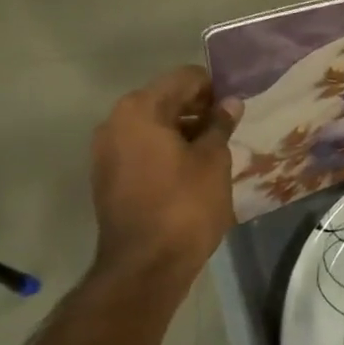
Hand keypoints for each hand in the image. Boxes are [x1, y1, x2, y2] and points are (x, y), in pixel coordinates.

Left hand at [89, 66, 240, 283]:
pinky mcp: (107, 177)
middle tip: (230, 127)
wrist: (146, 265)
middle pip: (165, 99)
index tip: (236, 106)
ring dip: (182, 131)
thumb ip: (220, 125)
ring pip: (152, 126)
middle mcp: (115, 122)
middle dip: (198, 109)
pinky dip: (166, 150)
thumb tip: (229, 103)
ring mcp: (106, 151)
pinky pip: (142, 149)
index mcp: (140, 110)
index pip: (184, 78)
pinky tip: (192, 169)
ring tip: (215, 149)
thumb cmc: (185, 205)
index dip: (213, 88)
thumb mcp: (213, 160)